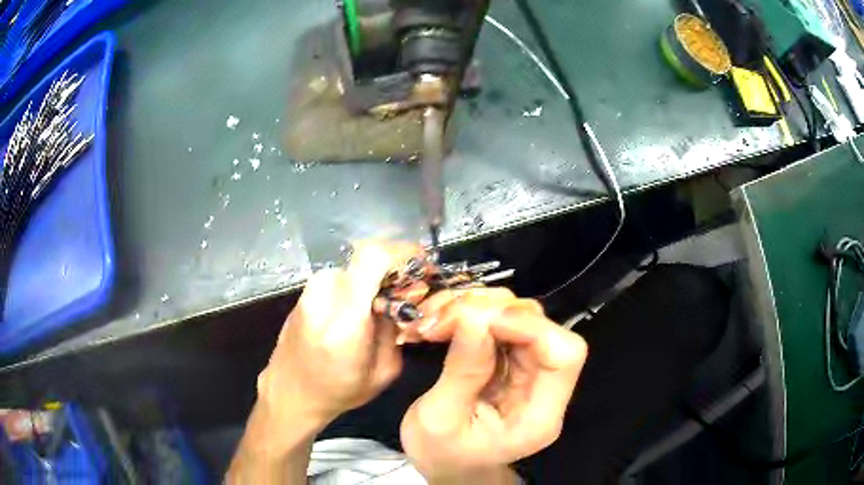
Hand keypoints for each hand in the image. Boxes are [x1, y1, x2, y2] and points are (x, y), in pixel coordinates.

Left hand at [256, 241, 423, 433]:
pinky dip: (359, 285)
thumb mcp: (384, 371)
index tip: (423, 266)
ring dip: (376, 279)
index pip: (373, 257)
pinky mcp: (306, 290)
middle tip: (407, 294)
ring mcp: (311, 288)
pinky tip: (362, 310)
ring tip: (383, 307)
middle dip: (395, 270)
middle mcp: (324, 294)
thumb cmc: (338, 390)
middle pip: (369, 258)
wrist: (291, 391)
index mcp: (345, 318)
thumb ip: (395, 329)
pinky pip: (342, 276)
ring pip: (356, 266)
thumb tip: (400, 299)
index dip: (403, 251)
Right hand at [400, 288, 587, 480]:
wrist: (444, 465)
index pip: (565, 354)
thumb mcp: (439, 420)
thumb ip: (462, 371)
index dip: (530, 327)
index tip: (478, 320)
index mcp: (539, 416)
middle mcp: (543, 388)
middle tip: (442, 318)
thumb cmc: (440, 454)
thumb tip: (474, 315)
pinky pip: (498, 322)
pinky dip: (469, 314)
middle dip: (492, 311)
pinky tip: (441, 320)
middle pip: (541, 327)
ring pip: (519, 316)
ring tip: (435, 319)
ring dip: (477, 307)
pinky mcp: (510, 361)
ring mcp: (528, 371)